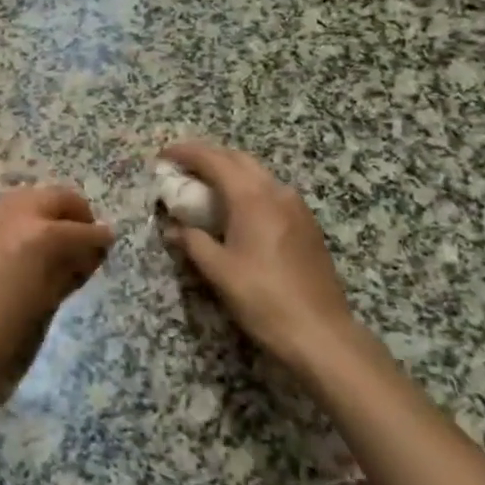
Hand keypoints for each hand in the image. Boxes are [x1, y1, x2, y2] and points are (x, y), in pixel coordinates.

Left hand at [0, 185, 114, 400]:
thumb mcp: (43, 303)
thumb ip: (67, 271)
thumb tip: (85, 255)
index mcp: (42, 233)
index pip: (83, 229)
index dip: (99, 239)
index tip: (107, 246)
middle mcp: (17, 213)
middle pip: (57, 197)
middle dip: (76, 214)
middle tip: (84, 241)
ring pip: (31, 198)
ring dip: (49, 212)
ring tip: (55, 244)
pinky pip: (7, 211)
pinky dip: (24, 220)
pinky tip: (23, 248)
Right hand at [159, 142, 366, 373]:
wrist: (321, 332)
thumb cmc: (263, 298)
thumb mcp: (218, 271)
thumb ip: (192, 241)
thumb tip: (173, 228)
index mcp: (252, 198)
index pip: (214, 160)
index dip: (186, 153)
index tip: (163, 156)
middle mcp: (276, 192)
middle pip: (238, 159)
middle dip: (207, 157)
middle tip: (181, 168)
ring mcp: (296, 207)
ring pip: (257, 174)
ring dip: (229, 171)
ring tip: (204, 186)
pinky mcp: (306, 224)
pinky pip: (270, 191)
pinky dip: (247, 188)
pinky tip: (235, 210)